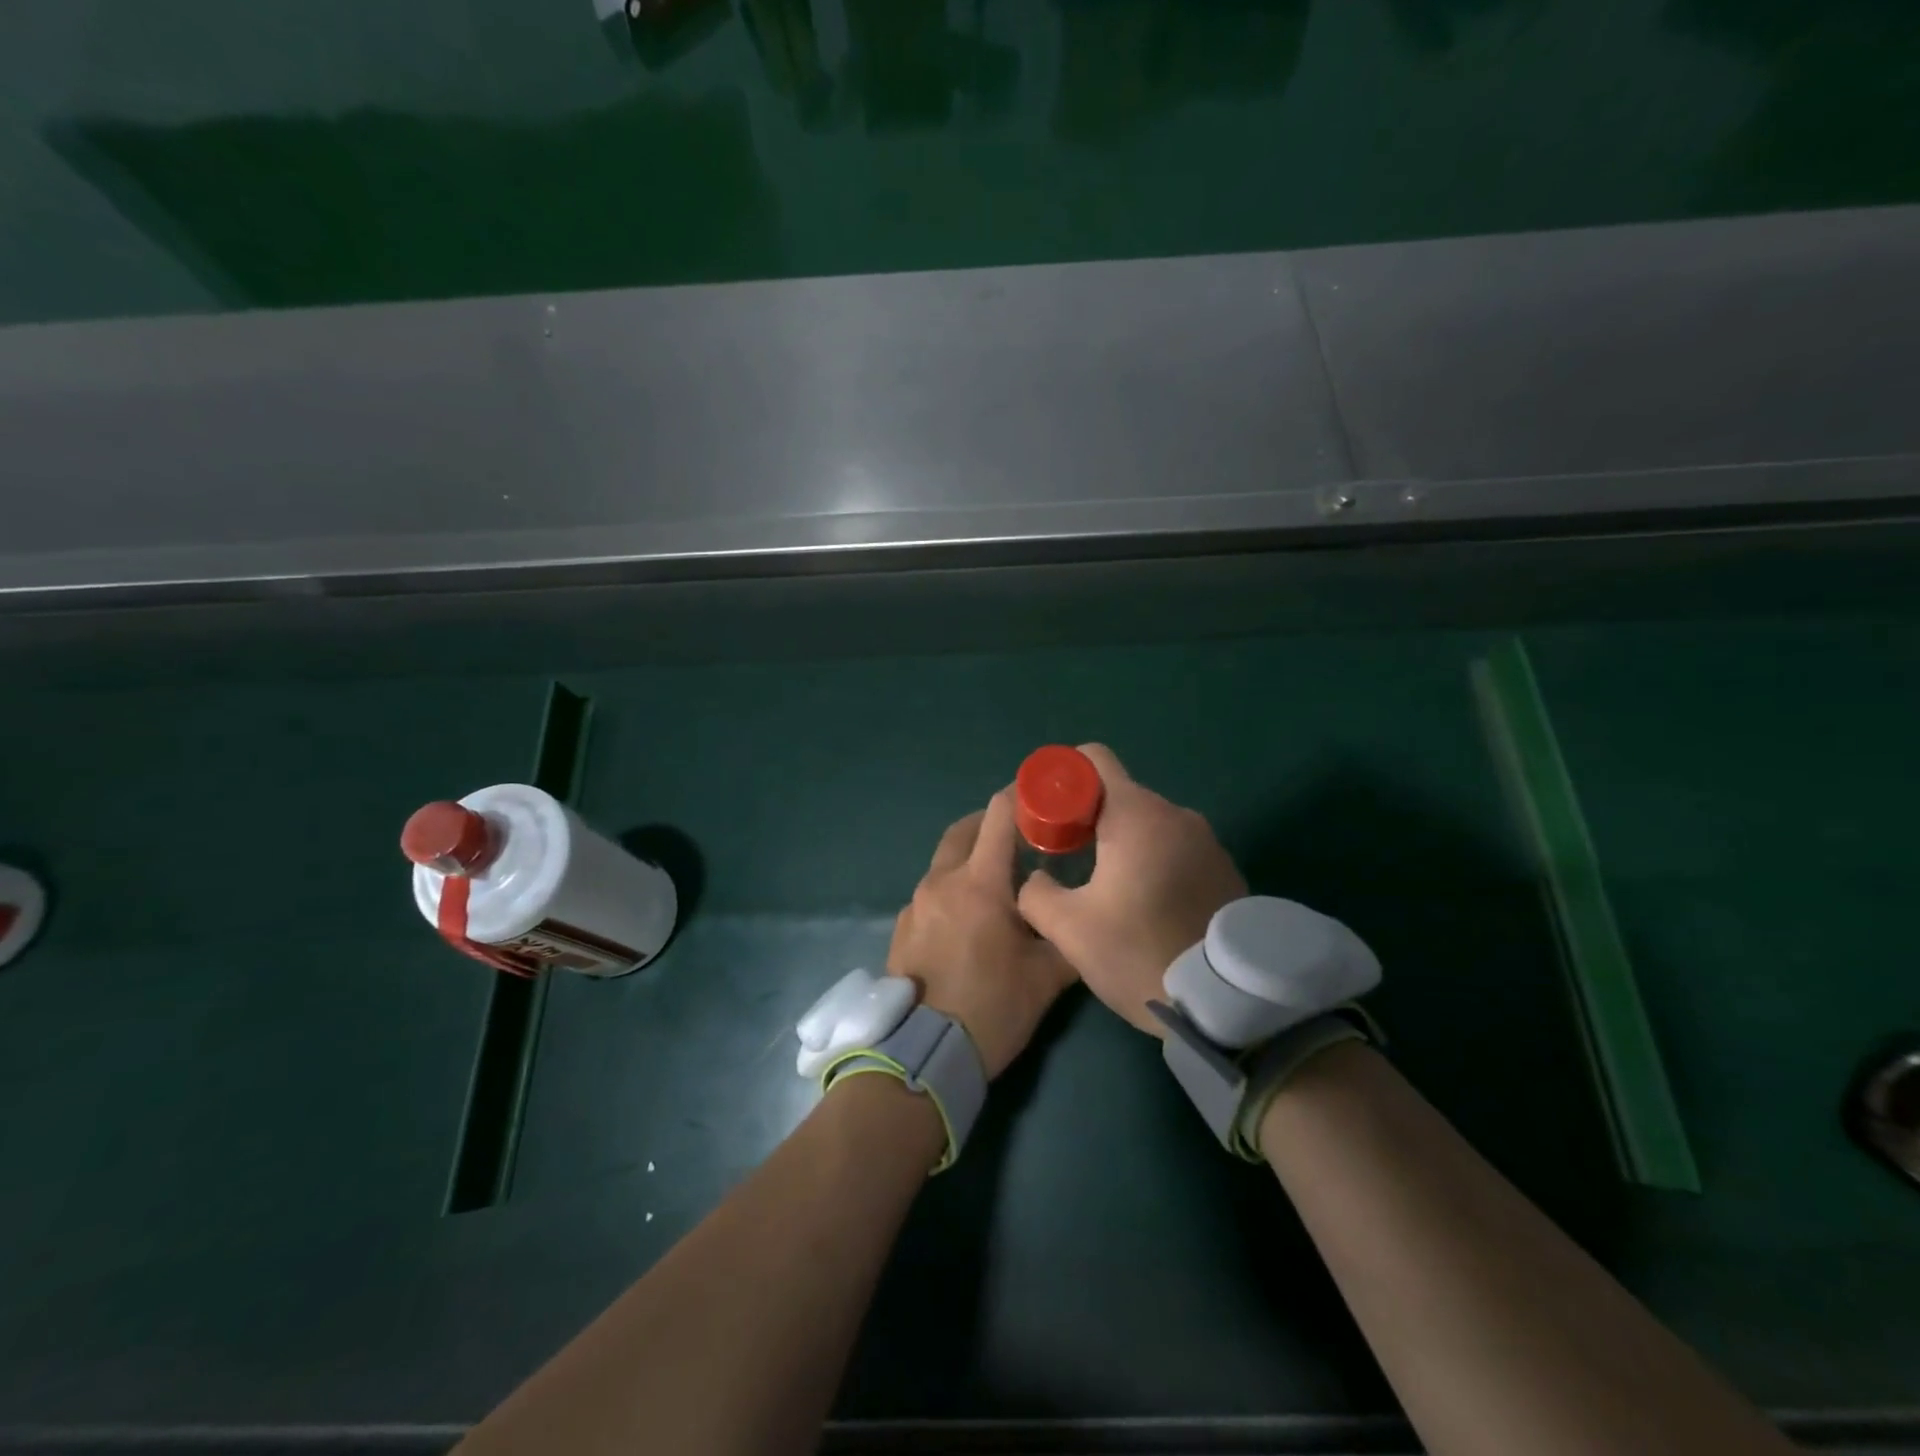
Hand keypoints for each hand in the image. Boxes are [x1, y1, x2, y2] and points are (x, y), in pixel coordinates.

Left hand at [887, 790, 1078, 1078]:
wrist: (924, 1053)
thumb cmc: (992, 1007)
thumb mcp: (1047, 976)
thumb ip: (1066, 935)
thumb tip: (1080, 916)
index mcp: (980, 883)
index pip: (997, 816)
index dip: (1018, 797)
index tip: (1038, 797)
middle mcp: (942, 881)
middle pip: (963, 830)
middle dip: (990, 824)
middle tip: (1018, 837)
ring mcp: (916, 903)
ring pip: (944, 861)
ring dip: (969, 857)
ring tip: (995, 882)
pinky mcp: (902, 927)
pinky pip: (931, 892)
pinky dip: (951, 888)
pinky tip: (967, 919)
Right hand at [1017, 744, 1245, 1035]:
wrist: (1228, 1004)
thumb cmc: (1140, 953)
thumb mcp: (1069, 929)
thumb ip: (1036, 892)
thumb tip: (1034, 878)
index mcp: (1136, 815)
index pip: (1093, 759)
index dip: (1061, 777)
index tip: (1047, 815)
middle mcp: (1176, 814)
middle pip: (1118, 793)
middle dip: (1086, 815)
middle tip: (1066, 856)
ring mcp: (1206, 840)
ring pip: (1147, 822)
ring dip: (1120, 841)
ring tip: (1105, 885)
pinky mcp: (1224, 867)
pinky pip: (1175, 846)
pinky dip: (1152, 858)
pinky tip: (1144, 902)